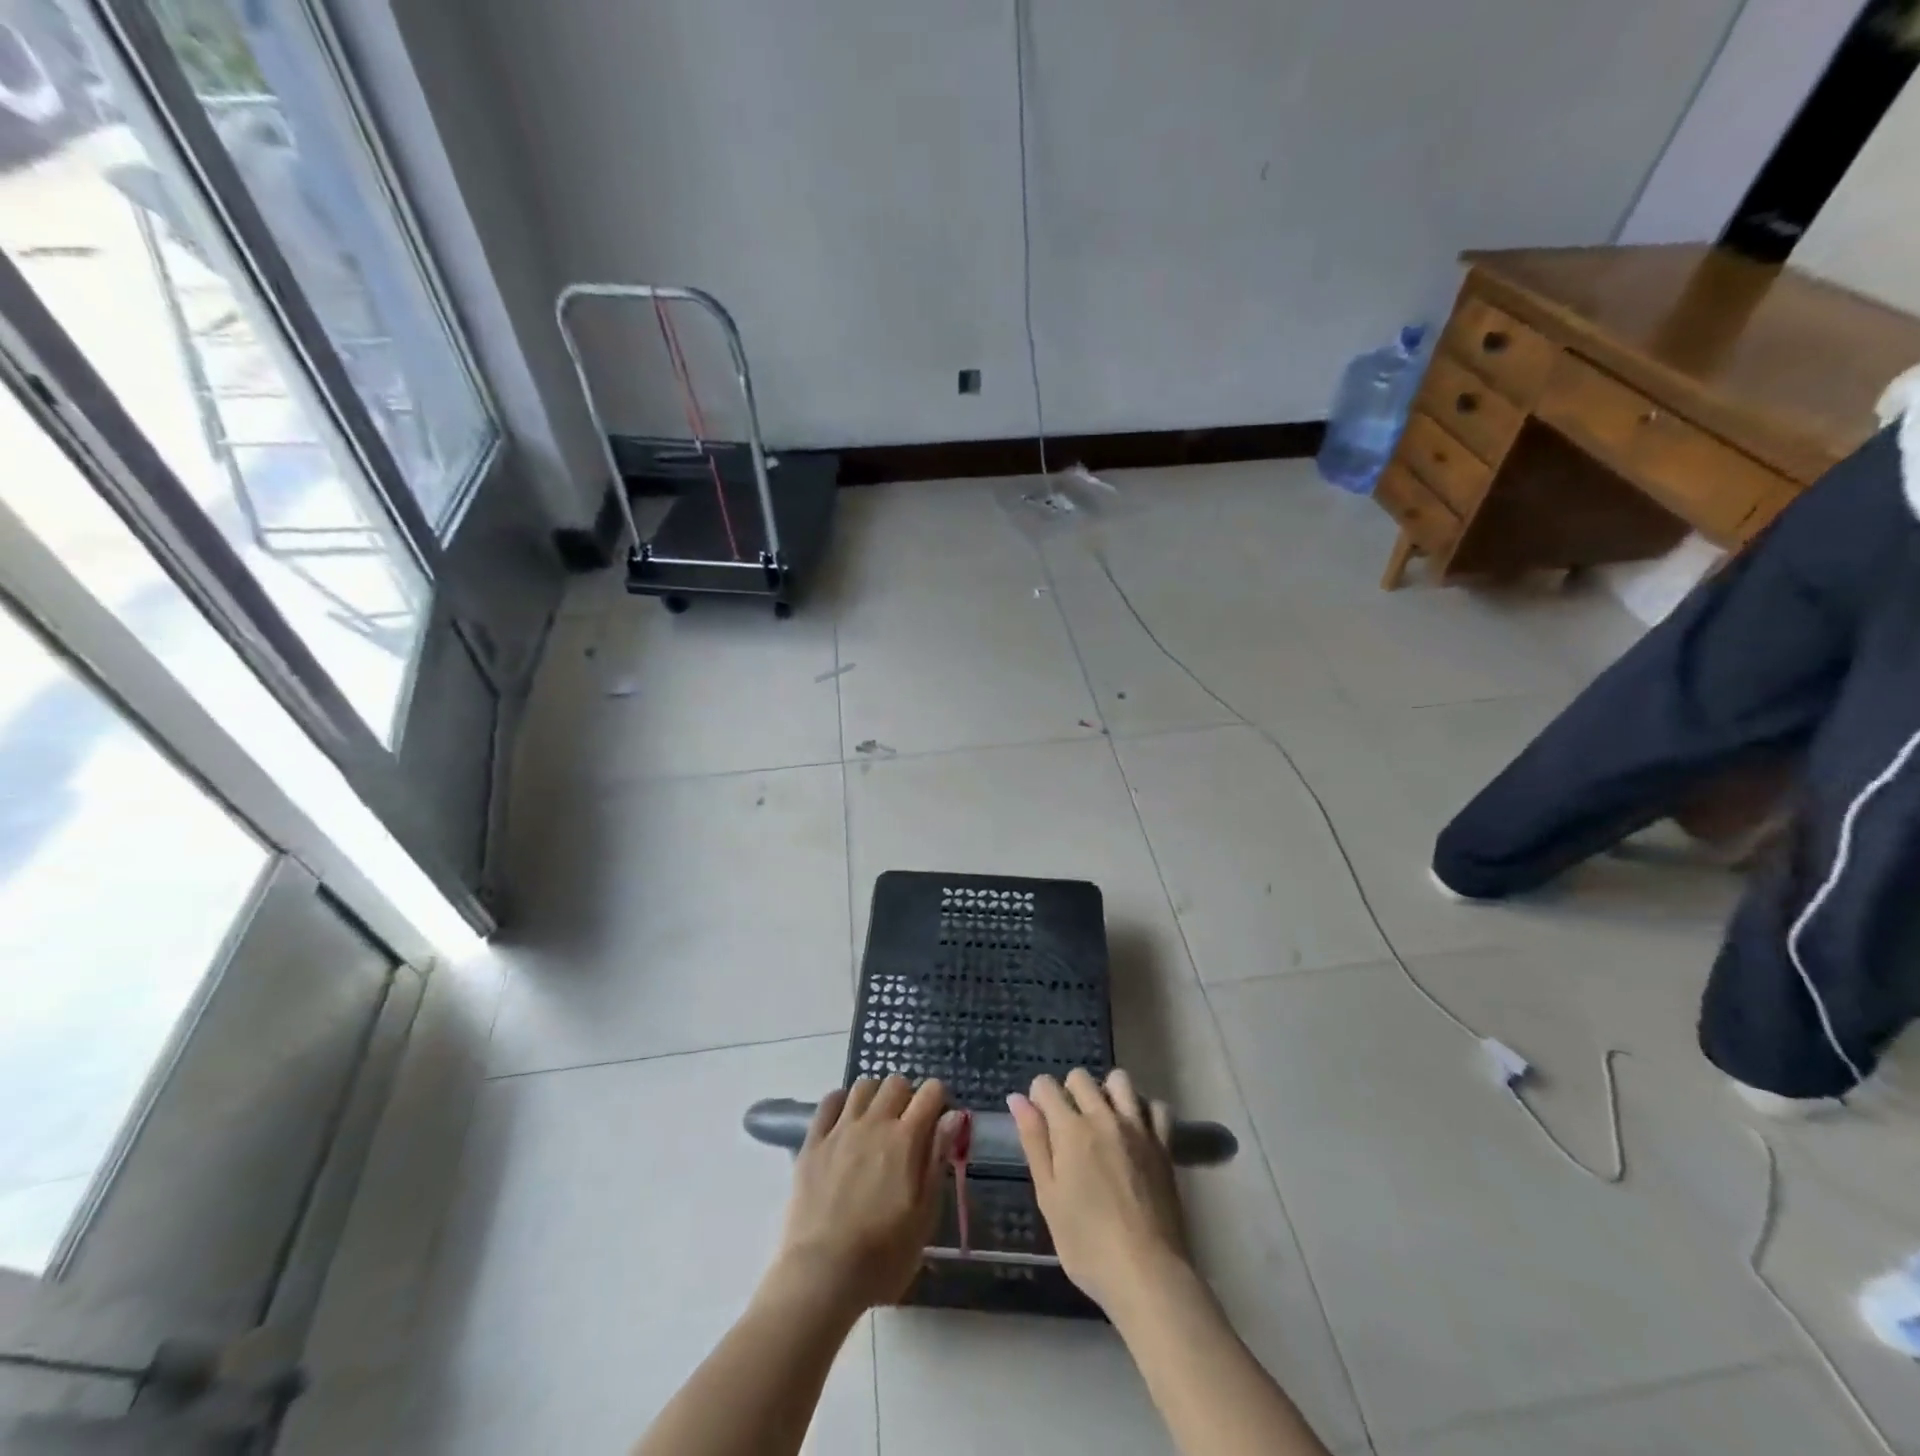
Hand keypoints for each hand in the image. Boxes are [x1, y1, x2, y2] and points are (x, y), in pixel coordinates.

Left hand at [771, 1076, 960, 1316]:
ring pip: (863, 1086)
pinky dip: (842, 1102)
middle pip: (896, 1082)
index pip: (931, 1092)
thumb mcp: (924, 1216)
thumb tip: (953, 1116)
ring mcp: (840, 1129)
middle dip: (907, 1096)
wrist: (821, 1273)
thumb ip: (937, 1160)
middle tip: (906, 1126)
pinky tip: (845, 1122)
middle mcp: (874, 1122)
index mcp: (906, 1139)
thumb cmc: (882, 1255)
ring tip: (876, 1122)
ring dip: (875, 1096)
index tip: (938, 1121)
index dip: (939, 1099)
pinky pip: (829, 1101)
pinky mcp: (813, 1142)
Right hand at [1008, 1069, 1189, 1315]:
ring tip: (1103, 1122)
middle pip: (1081, 1077)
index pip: (1046, 1086)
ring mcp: (1137, 1128)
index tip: (1039, 1120)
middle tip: (1068, 1127)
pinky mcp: (1163, 1145)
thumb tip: (1017, 1099)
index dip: (1038, 1097)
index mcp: (1070, 1129)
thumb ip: (1034, 1142)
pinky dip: (1144, 1111)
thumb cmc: (1087, 1244)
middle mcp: (1103, 1117)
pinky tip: (1137, 1132)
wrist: (1147, 1274)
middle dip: (1069, 1091)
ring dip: (1106, 1092)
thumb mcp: (1048, 1197)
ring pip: (1119, 1080)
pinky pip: (1156, 1107)